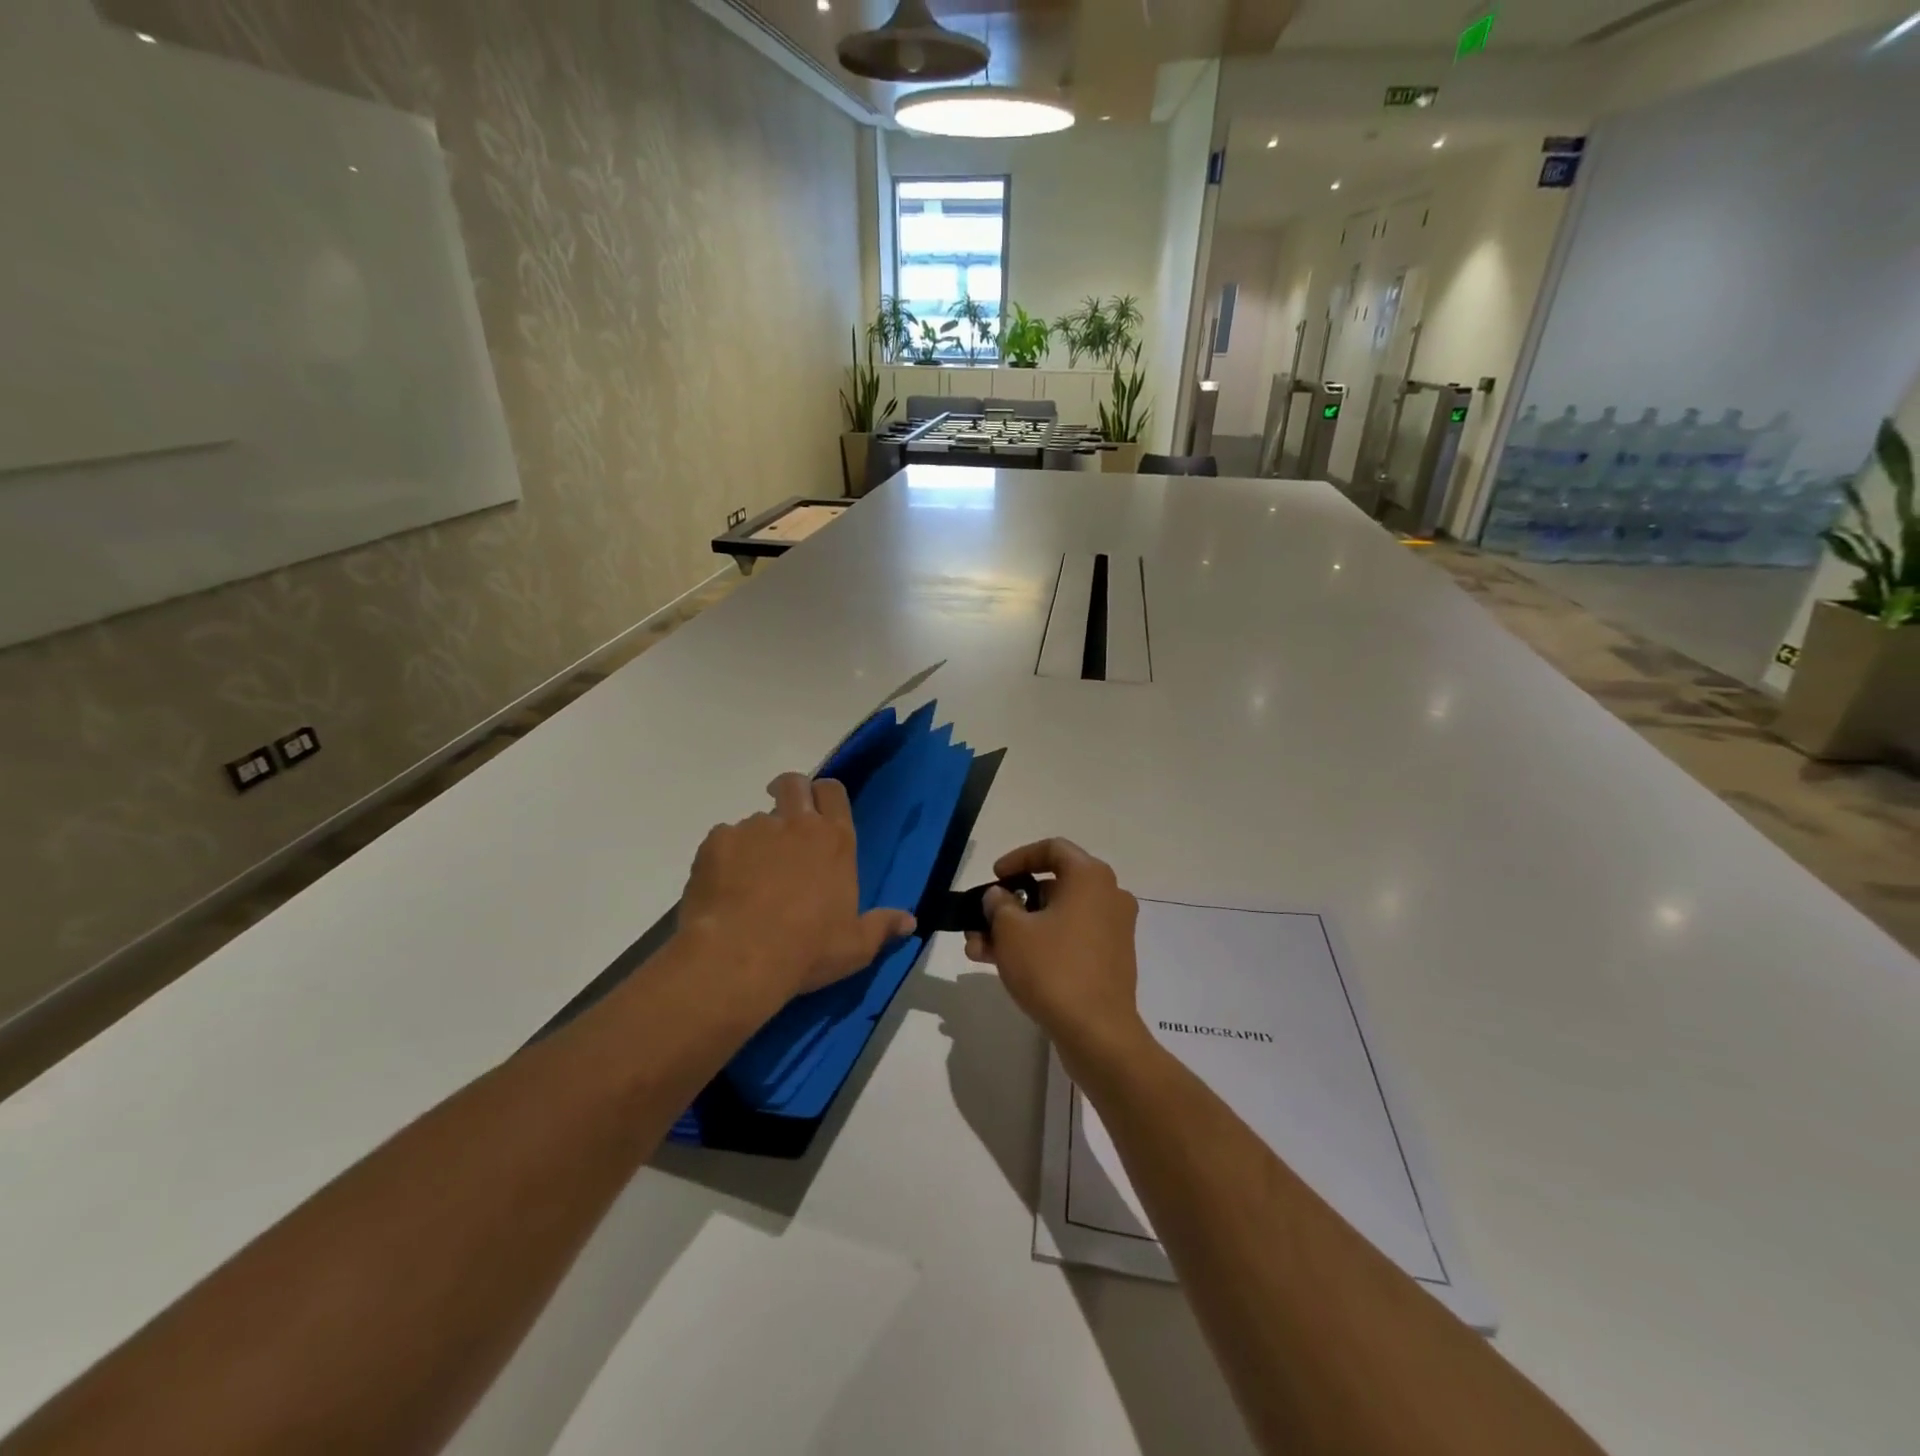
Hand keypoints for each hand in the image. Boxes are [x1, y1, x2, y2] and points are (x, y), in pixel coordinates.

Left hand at [679, 773, 915, 1008]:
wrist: (740, 956)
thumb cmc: (808, 950)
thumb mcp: (855, 947)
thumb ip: (882, 927)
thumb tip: (910, 921)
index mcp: (835, 841)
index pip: (834, 791)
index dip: (825, 795)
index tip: (816, 810)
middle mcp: (796, 824)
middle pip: (794, 784)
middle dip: (789, 793)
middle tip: (784, 821)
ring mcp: (753, 829)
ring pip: (755, 819)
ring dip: (757, 839)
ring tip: (749, 877)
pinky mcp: (717, 843)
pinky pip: (723, 840)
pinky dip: (724, 858)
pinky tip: (723, 889)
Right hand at [963, 839, 1146, 1068]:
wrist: (1098, 1033)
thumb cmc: (1053, 969)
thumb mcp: (1011, 931)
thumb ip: (998, 904)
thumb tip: (1000, 897)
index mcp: (1090, 877)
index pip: (1052, 849)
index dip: (1018, 858)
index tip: (994, 877)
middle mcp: (1108, 896)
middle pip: (1052, 886)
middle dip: (1010, 903)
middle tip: (981, 918)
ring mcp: (1112, 930)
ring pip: (1056, 918)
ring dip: (1017, 929)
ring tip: (978, 948)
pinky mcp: (1110, 960)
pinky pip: (1069, 939)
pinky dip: (1039, 945)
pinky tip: (1003, 965)